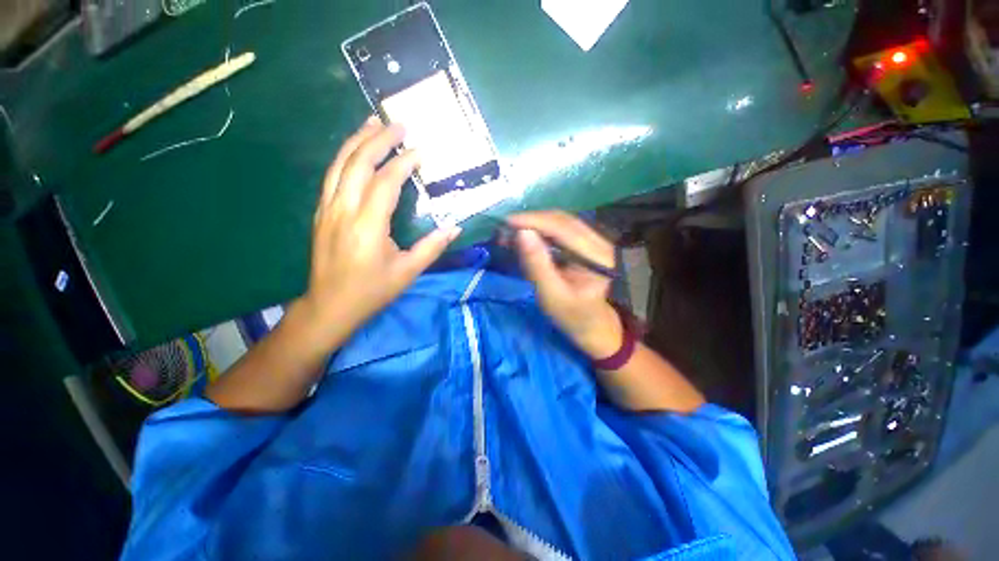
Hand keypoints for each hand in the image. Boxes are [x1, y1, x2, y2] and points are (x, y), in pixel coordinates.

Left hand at [302, 117, 459, 340]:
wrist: (330, 305)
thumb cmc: (372, 290)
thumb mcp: (408, 272)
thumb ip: (432, 247)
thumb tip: (455, 227)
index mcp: (368, 226)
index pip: (386, 183)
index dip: (403, 164)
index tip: (420, 152)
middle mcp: (344, 210)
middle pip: (358, 163)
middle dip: (378, 140)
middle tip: (398, 124)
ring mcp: (327, 209)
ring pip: (339, 164)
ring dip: (357, 140)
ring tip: (373, 123)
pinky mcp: (321, 212)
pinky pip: (332, 176)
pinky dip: (345, 157)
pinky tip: (356, 150)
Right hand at [508, 211, 621, 358]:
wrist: (593, 326)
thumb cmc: (573, 316)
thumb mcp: (551, 295)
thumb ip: (537, 265)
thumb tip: (521, 233)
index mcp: (597, 256)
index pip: (563, 228)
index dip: (534, 221)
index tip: (507, 222)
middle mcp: (600, 242)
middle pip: (562, 220)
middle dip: (532, 221)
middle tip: (505, 228)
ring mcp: (594, 241)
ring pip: (561, 222)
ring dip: (535, 224)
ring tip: (511, 232)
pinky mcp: (585, 245)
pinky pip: (561, 230)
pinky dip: (541, 231)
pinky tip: (526, 237)